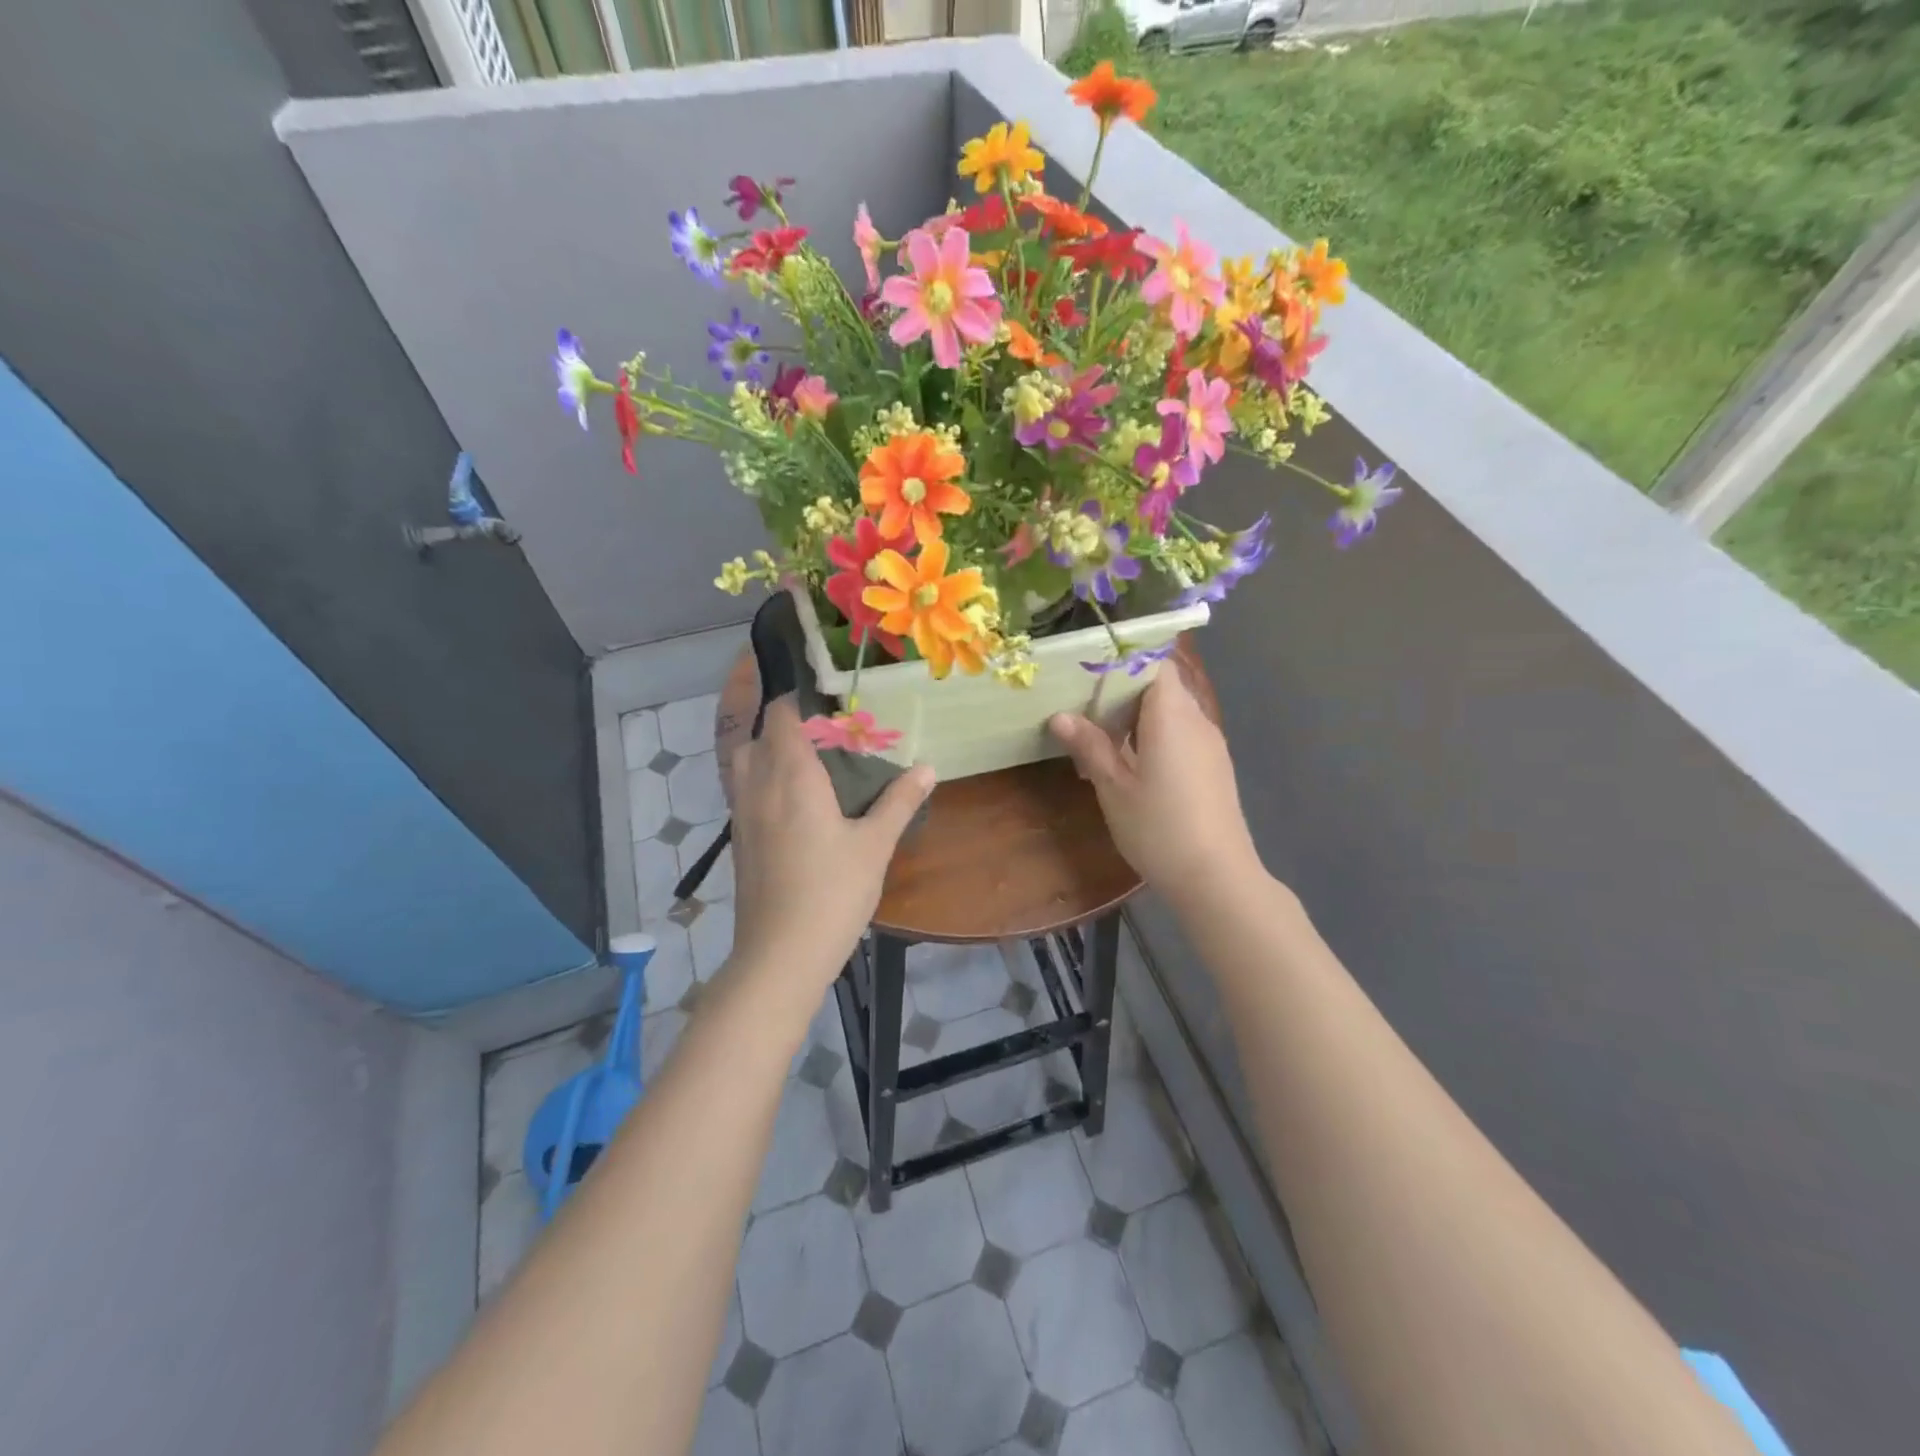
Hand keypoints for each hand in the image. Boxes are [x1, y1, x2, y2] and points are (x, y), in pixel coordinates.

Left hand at [726, 699, 935, 1005]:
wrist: (780, 955)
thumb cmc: (832, 893)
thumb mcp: (875, 845)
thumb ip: (899, 801)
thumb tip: (928, 767)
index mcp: (792, 776)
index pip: (783, 716)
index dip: (802, 702)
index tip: (834, 705)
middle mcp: (759, 785)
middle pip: (759, 735)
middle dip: (787, 726)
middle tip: (828, 738)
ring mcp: (742, 814)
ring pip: (745, 763)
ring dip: (770, 753)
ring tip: (809, 767)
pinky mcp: (739, 840)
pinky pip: (744, 791)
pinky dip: (763, 782)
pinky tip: (794, 806)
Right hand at [1048, 666, 1261, 909]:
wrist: (1217, 878)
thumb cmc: (1159, 828)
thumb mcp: (1114, 788)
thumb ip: (1090, 746)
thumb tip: (1060, 716)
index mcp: (1172, 716)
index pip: (1155, 662)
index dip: (1124, 659)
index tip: (1090, 668)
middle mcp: (1196, 720)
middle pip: (1161, 685)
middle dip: (1122, 690)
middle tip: (1082, 703)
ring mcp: (1210, 744)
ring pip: (1171, 711)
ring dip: (1137, 716)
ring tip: (1099, 734)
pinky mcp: (1213, 766)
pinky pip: (1181, 734)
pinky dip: (1154, 735)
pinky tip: (1130, 762)